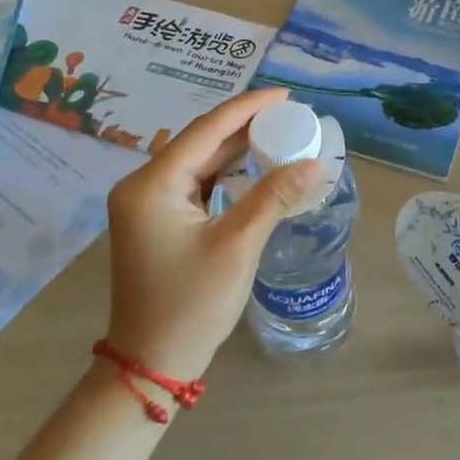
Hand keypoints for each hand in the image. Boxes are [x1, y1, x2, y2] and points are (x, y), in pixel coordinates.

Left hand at [102, 88, 323, 384]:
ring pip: (199, 161)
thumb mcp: (237, 246)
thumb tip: (317, 163)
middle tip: (290, 115)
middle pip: (200, 141)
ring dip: (237, 148)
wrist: (150, 364)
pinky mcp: (156, 220)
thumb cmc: (191, 305)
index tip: (286, 96)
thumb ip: (275, 197)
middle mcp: (142, 185)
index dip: (248, 107)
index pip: (206, 130)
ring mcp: (146, 204)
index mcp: (152, 184)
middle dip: (245, 126)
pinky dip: (226, 173)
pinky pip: (195, 182)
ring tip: (279, 133)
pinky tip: (254, 166)